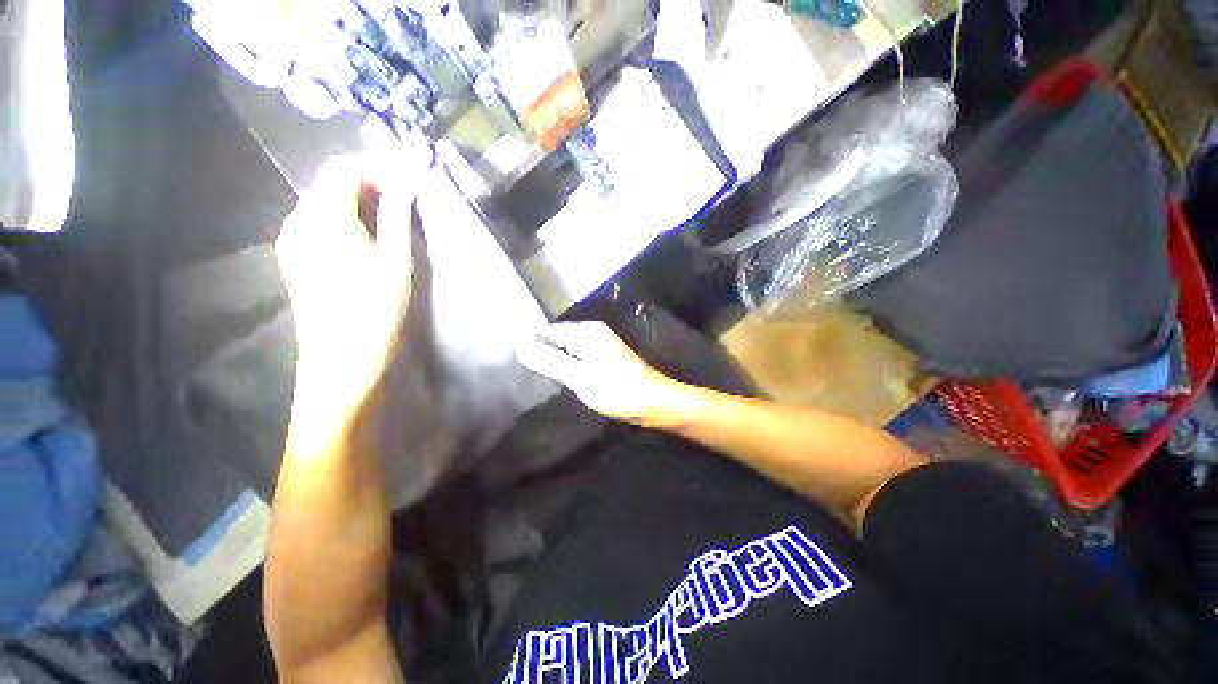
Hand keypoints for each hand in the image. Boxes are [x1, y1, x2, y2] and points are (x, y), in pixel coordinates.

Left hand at [275, 156, 416, 444]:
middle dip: (368, 184)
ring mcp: (292, 240)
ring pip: (325, 203)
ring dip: (357, 203)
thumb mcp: (396, 260)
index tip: (406, 178)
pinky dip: (345, 220)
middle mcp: (298, 220)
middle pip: (331, 183)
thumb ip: (398, 216)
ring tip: (390, 220)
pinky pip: (319, 223)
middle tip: (404, 200)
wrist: (343, 357)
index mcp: (322, 217)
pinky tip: (366, 239)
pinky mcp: (295, 257)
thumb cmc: (376, 308)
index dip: (375, 167)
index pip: (344, 169)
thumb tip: (405, 180)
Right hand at [515, 321, 688, 425]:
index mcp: (586, 331)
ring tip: (534, 374)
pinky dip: (568, 364)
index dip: (531, 343)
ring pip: (569, 347)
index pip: (548, 330)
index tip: (513, 358)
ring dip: (554, 358)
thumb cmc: (617, 389)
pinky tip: (559, 377)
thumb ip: (550, 361)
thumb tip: (520, 346)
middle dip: (542, 350)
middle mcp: (594, 331)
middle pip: (559, 337)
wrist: (654, 401)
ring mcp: (602, 343)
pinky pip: (579, 355)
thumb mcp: (579, 377)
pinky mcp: (606, 357)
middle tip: (521, 369)